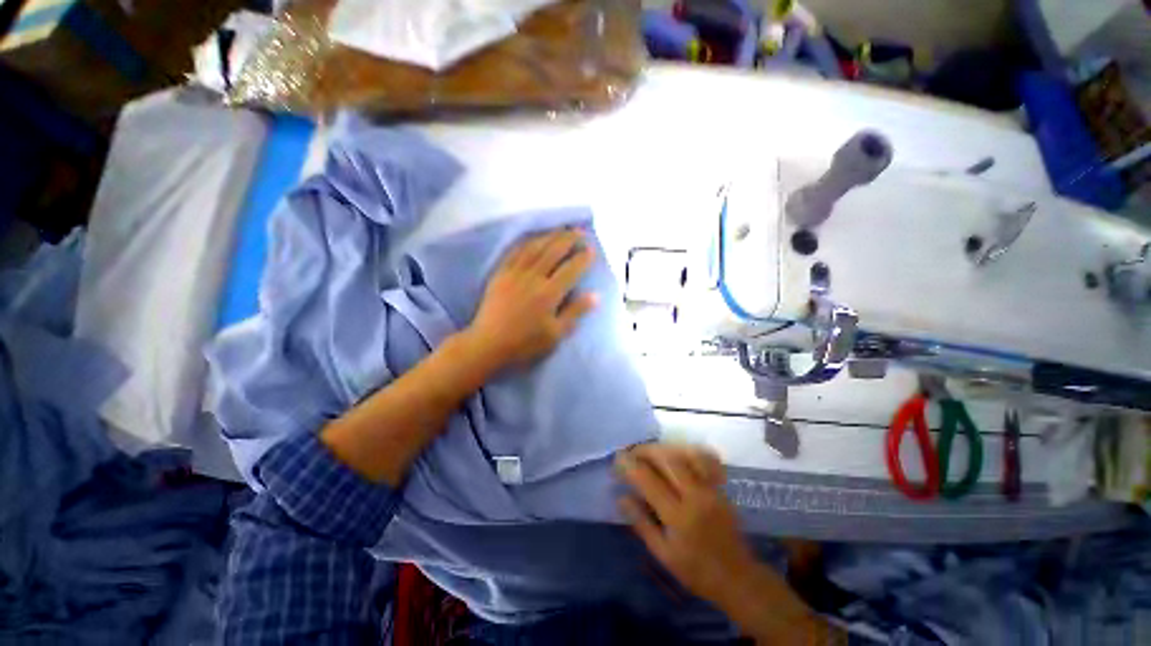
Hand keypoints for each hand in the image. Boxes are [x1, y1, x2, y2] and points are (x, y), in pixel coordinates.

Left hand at [465, 228, 597, 372]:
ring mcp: (514, 273)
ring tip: (562, 229)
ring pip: (535, 247)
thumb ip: (575, 312)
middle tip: (580, 231)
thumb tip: (596, 295)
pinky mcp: (500, 273)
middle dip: (569, 239)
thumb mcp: (556, 334)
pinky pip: (515, 251)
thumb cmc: (525, 343)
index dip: (583, 257)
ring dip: (550, 236)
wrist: (488, 344)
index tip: (592, 248)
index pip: (571, 269)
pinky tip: (534, 238)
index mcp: (549, 293)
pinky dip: (528, 242)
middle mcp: (533, 277)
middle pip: (553, 251)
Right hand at [618, 444, 835, 644]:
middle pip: (668, 459)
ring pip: (685, 454)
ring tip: (650, 451)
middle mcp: (695, 496)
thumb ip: (641, 523)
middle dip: (645, 450)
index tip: (617, 459)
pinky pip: (704, 459)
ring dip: (664, 447)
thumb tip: (621, 497)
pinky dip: (688, 450)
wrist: (737, 577)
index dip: (630, 465)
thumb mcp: (663, 554)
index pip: (649, 480)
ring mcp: (711, 489)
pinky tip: (678, 453)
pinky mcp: (720, 487)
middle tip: (632, 452)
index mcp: (678, 516)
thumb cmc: (696, 571)